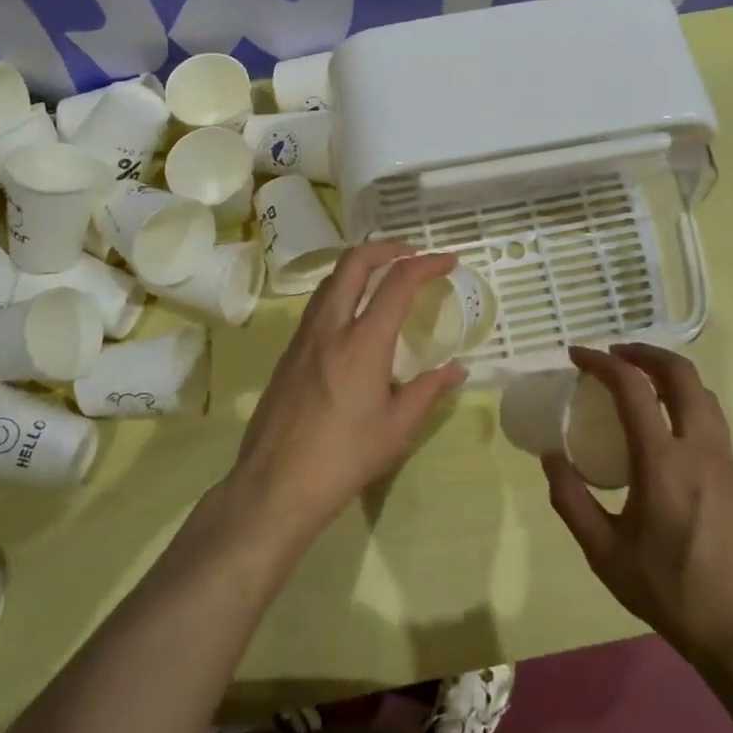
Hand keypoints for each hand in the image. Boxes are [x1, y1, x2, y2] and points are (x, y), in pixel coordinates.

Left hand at [223, 243, 467, 551]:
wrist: (275, 484)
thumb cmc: (344, 458)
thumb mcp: (397, 429)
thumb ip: (428, 391)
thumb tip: (457, 370)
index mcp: (363, 342)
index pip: (398, 282)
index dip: (426, 264)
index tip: (448, 261)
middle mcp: (330, 327)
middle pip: (354, 262)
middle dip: (387, 248)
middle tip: (413, 255)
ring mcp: (304, 337)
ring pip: (331, 279)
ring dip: (361, 266)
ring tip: (386, 278)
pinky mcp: (289, 352)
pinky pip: (318, 304)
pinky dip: (342, 290)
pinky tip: (355, 316)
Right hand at [545, 344, 732, 667]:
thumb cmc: (674, 593)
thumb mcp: (607, 556)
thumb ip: (572, 502)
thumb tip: (550, 458)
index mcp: (663, 462)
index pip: (633, 389)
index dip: (602, 362)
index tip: (577, 355)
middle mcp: (699, 449)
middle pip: (680, 374)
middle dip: (645, 352)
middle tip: (614, 354)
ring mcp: (726, 461)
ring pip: (703, 393)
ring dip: (669, 373)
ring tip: (640, 379)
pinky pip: (711, 418)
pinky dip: (685, 399)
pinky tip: (666, 425)